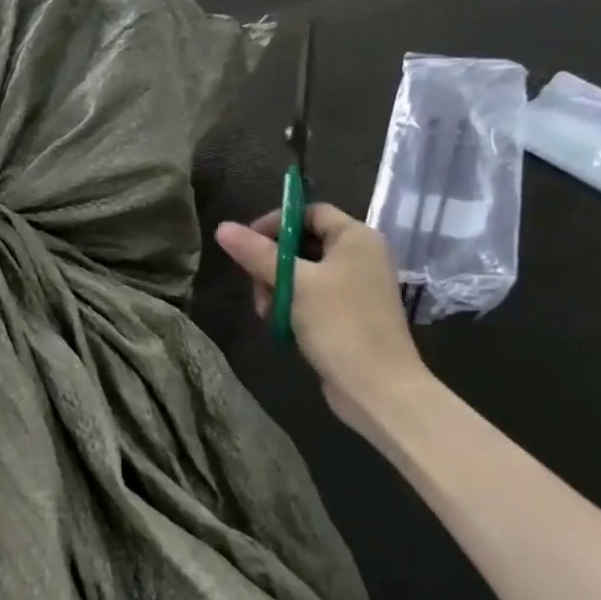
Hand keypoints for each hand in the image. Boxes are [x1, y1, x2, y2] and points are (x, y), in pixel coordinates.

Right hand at [215, 203, 430, 427]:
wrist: (378, 388)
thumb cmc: (340, 325)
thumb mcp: (294, 284)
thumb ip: (257, 254)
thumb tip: (222, 227)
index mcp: (356, 237)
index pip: (309, 212)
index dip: (275, 223)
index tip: (246, 245)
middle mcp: (360, 255)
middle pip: (303, 242)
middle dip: (271, 263)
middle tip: (255, 286)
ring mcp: (355, 286)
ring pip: (302, 273)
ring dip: (277, 289)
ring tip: (268, 313)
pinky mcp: (348, 313)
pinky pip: (311, 296)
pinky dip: (292, 305)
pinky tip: (280, 325)